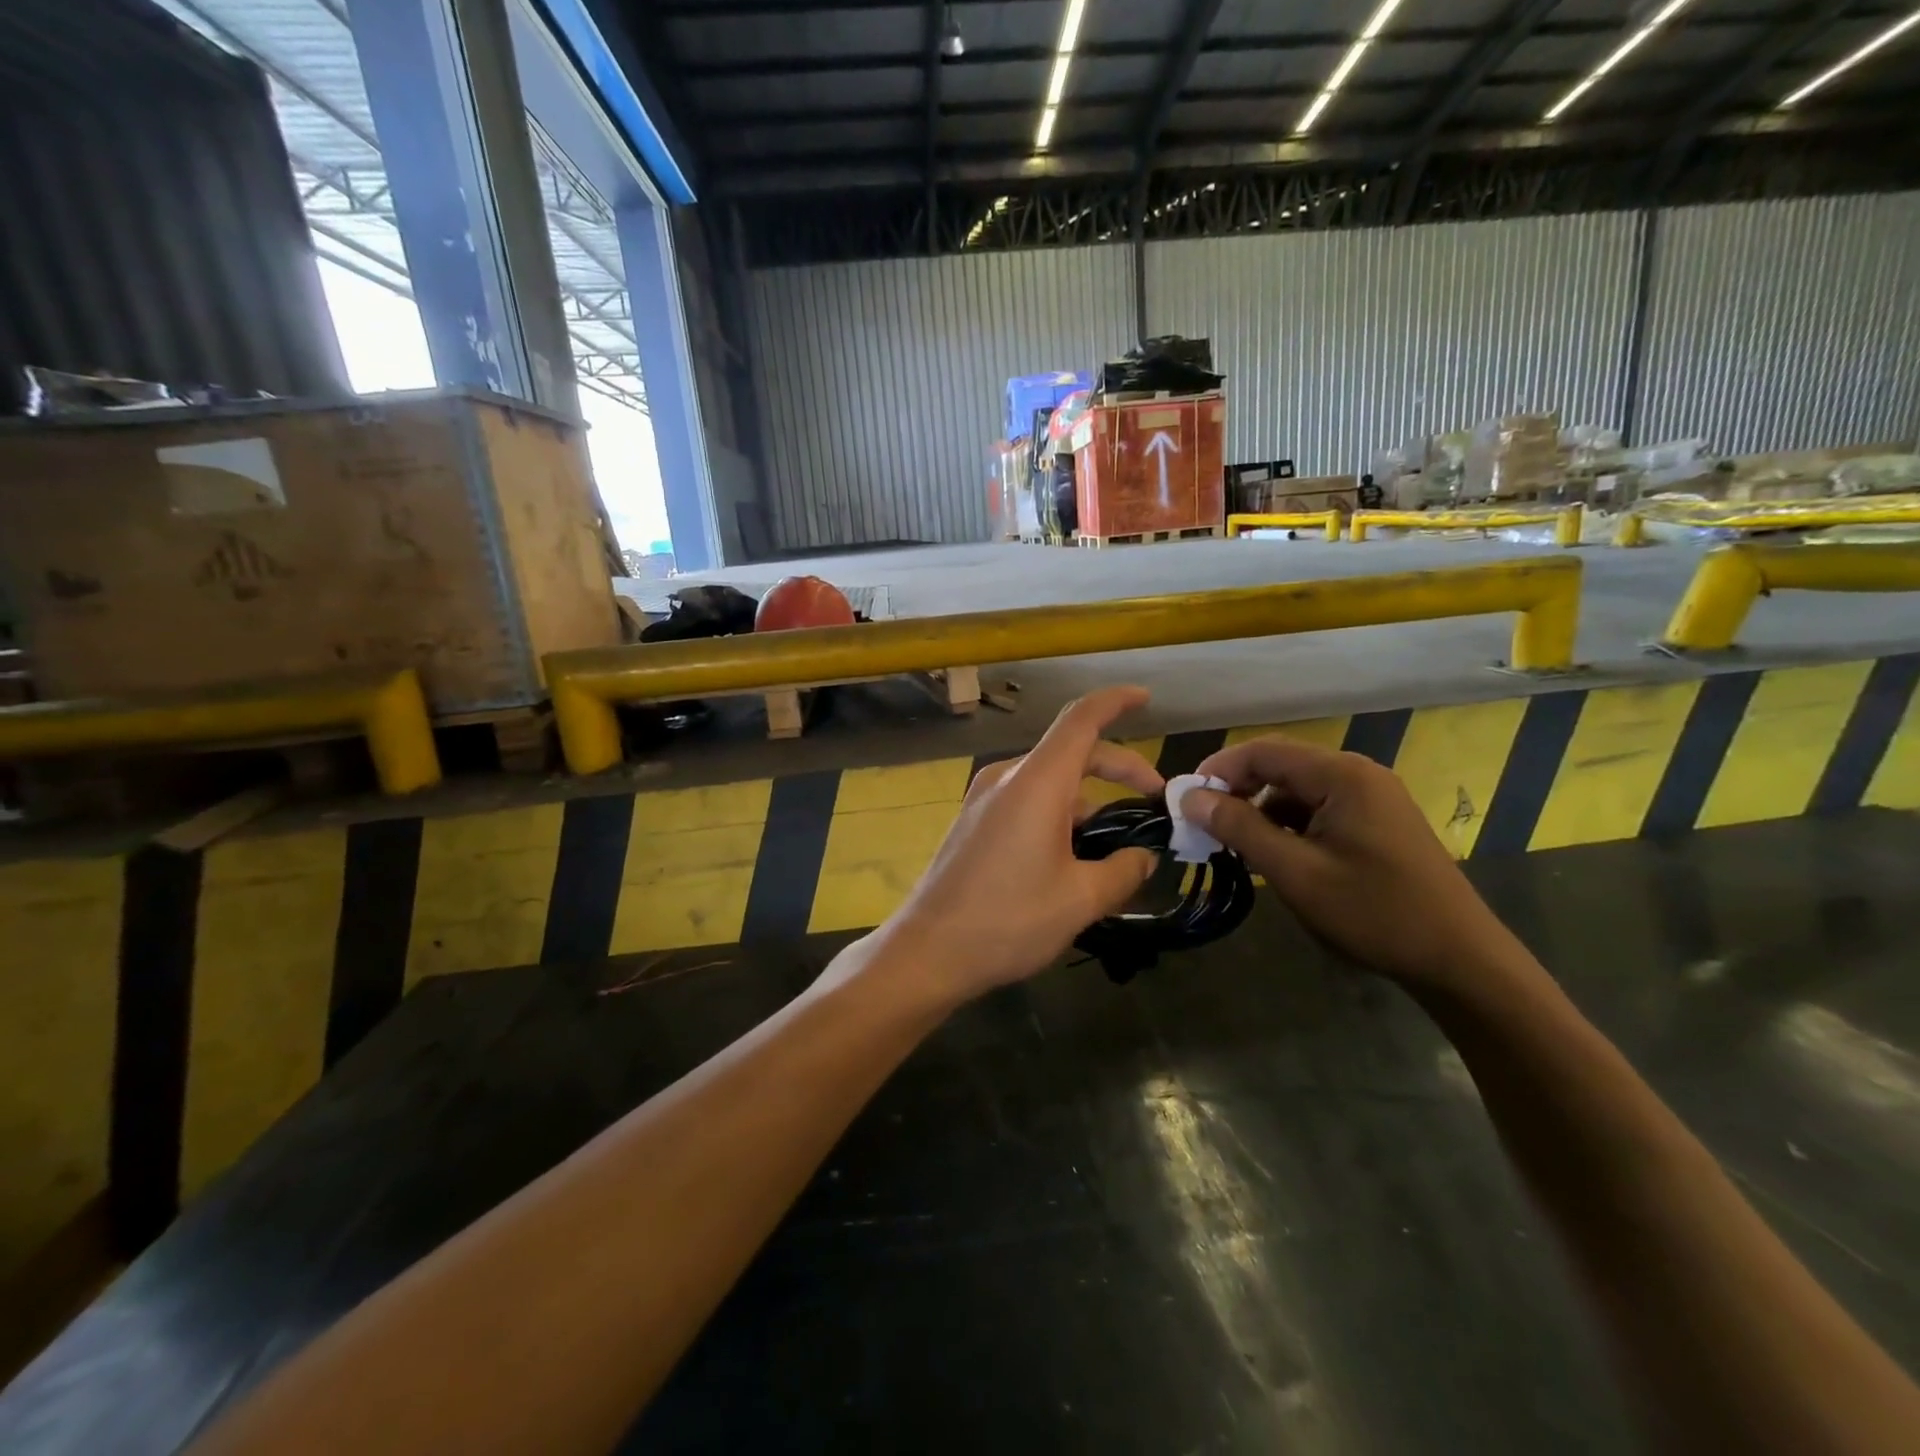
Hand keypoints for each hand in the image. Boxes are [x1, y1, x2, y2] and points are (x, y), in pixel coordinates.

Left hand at [836, 686, 1163, 1007]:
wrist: (928, 951)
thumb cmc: (1009, 919)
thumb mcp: (1080, 900)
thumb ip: (1123, 871)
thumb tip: (1144, 858)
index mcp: (1036, 781)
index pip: (1082, 719)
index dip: (1117, 702)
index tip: (1146, 698)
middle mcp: (1007, 776)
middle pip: (1071, 752)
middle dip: (1118, 767)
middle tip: (1154, 800)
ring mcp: (984, 798)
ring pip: (1049, 782)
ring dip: (1088, 801)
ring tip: (1116, 847)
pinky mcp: (973, 821)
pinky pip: (1025, 801)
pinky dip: (1058, 814)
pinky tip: (1073, 857)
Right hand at [1179, 737, 1516, 986]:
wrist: (1461, 961)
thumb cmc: (1374, 912)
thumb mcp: (1295, 872)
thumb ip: (1239, 828)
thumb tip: (1189, 798)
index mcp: (1342, 775)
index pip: (1262, 751)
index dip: (1217, 771)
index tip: (1184, 802)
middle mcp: (1358, 774)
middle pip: (1280, 766)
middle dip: (1237, 792)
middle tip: (1204, 826)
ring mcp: (1372, 798)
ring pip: (1297, 790)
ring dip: (1260, 811)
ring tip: (1235, 846)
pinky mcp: (1377, 822)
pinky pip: (1319, 809)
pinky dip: (1288, 825)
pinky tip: (1276, 855)